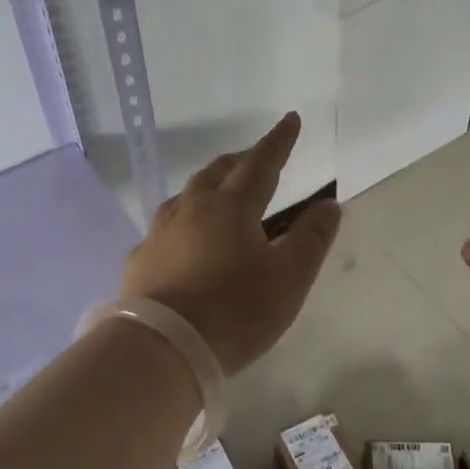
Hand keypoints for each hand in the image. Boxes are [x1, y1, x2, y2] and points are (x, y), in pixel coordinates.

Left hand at [121, 112, 340, 373]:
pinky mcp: (140, 260)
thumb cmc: (235, 310)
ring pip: (186, 194)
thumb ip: (311, 239)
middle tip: (255, 157)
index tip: (290, 119)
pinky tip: (181, 237)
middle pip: (218, 172)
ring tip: (218, 190)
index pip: (260, 163)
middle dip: (241, 160)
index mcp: (231, 207)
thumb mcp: (288, 278)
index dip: (278, 141)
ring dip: (208, 185)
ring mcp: (160, 233)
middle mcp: (192, 209)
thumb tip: (328, 204)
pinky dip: (182, 220)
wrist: (162, 348)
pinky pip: (164, 227)